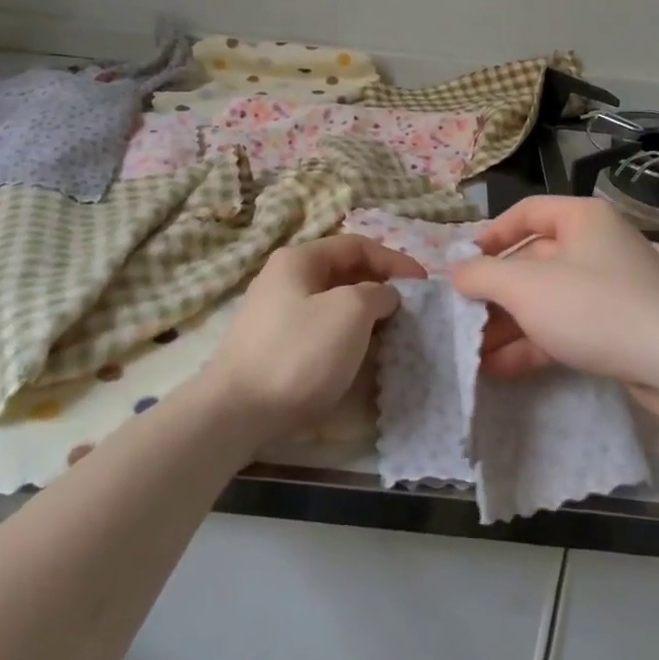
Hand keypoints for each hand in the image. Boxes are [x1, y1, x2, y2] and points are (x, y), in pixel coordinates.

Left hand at [206, 235, 424, 442]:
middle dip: (379, 287)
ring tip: (389, 334)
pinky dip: (344, 336)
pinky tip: (357, 356)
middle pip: (343, 273)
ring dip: (364, 314)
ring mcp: (274, 314)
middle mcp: (283, 278)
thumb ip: (377, 293)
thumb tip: (384, 296)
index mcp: (299, 260)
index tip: (423, 284)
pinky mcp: (272, 347)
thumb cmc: (298, 353)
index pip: (357, 245)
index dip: (394, 260)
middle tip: (408, 310)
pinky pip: (319, 329)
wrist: (235, 414)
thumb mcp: (350, 312)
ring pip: (331, 303)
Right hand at [452, 197, 658, 405]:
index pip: (526, 213)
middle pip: (533, 261)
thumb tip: (457, 271)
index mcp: (581, 219)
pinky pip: (567, 326)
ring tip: (473, 352)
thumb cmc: (593, 307)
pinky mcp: (619, 326)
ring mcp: (610, 287)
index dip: (490, 236)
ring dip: (510, 324)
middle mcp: (597, 245)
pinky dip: (535, 343)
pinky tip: (500, 368)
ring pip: (548, 299)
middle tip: (462, 318)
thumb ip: (483, 275)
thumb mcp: (526, 287)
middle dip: (496, 293)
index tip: (463, 265)